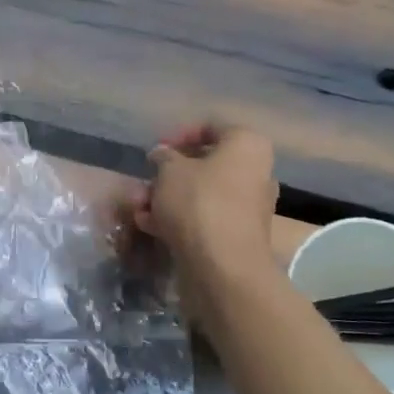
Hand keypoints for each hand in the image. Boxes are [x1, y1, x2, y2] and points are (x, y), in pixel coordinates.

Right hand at [132, 123, 280, 317]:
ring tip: (138, 207)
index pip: (212, 127)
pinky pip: (203, 217)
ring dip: (167, 198)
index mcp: (247, 146)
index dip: (179, 135)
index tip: (155, 151)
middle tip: (144, 182)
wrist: (222, 266)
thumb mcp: (170, 170)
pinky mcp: (235, 234)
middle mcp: (255, 172)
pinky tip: (149, 226)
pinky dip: (178, 218)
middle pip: (205, 164)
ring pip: (200, 193)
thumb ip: (164, 157)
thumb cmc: (198, 203)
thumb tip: (163, 155)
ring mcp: (247, 206)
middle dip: (168, 174)